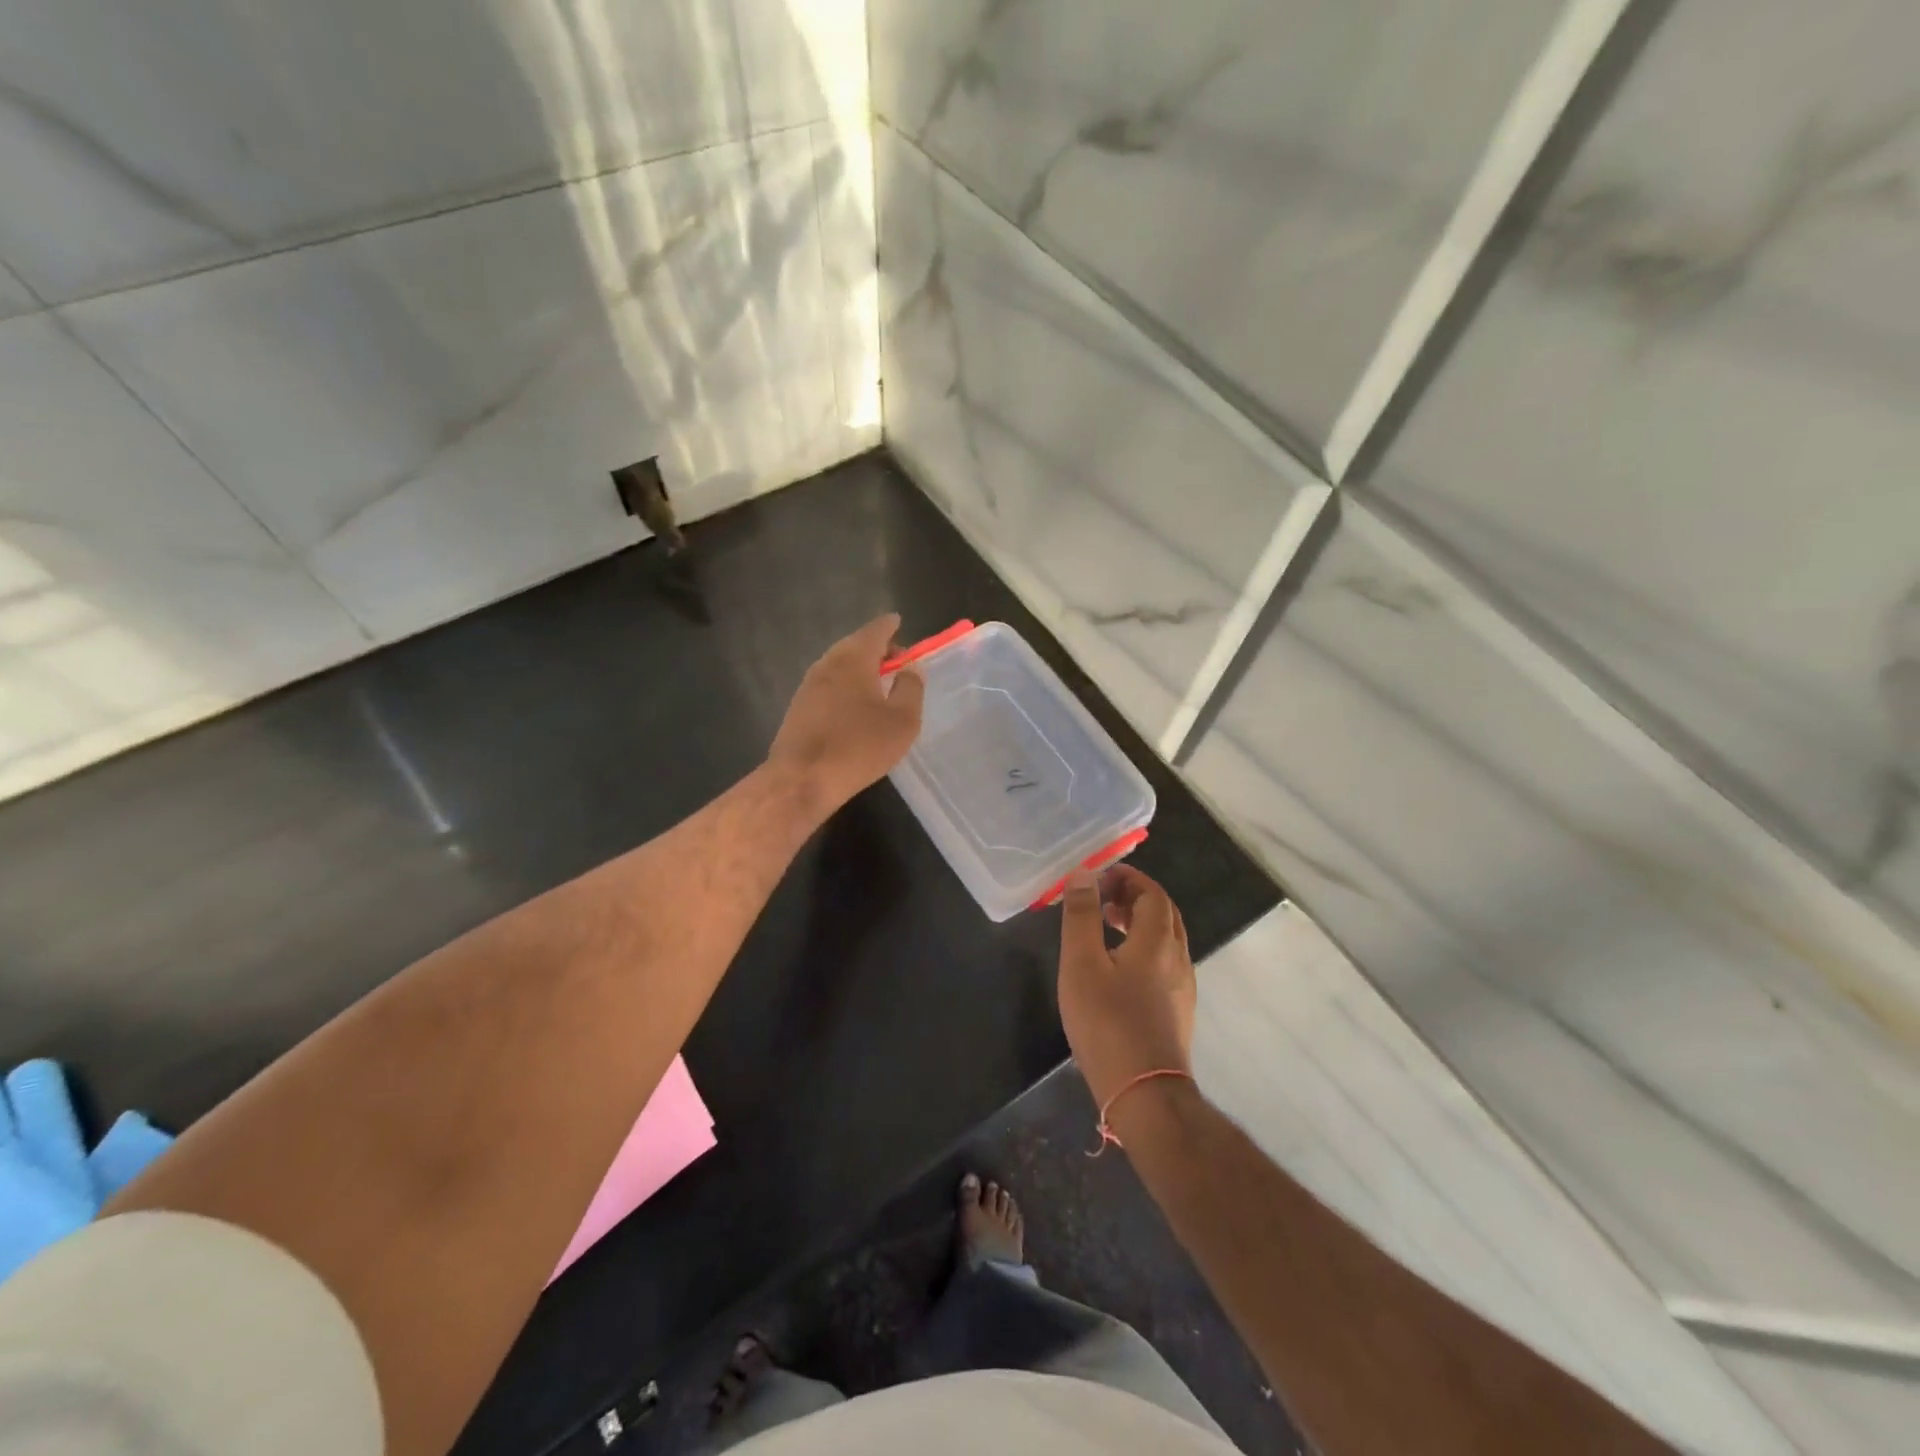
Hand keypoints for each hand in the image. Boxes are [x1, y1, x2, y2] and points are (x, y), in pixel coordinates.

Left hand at [768, 613, 925, 815]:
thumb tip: (912, 668)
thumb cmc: (859, 747)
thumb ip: (911, 688)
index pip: (875, 630)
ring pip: (839, 665)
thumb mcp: (902, 721)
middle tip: (896, 659)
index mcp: (854, 659)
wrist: (802, 779)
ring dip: (859, 668)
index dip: (890, 626)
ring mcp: (808, 685)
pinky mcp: (798, 707)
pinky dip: (845, 684)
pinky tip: (855, 704)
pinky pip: (828, 684)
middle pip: (854, 645)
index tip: (899, 622)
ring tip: (879, 682)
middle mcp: (827, 663)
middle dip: (876, 648)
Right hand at [1057, 864, 1194, 1110]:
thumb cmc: (1107, 1023)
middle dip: (1134, 897)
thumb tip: (1083, 874)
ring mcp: (1182, 987)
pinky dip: (1144, 948)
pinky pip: (1164, 963)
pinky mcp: (1178, 1011)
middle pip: (1164, 913)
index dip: (1128, 878)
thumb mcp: (1081, 964)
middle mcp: (1178, 957)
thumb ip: (1081, 916)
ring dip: (1139, 923)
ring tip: (1105, 928)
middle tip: (1102, 898)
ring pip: (1166, 939)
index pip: (1152, 893)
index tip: (1100, 877)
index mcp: (1157, 940)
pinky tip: (1119, 969)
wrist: (1145, 1094)